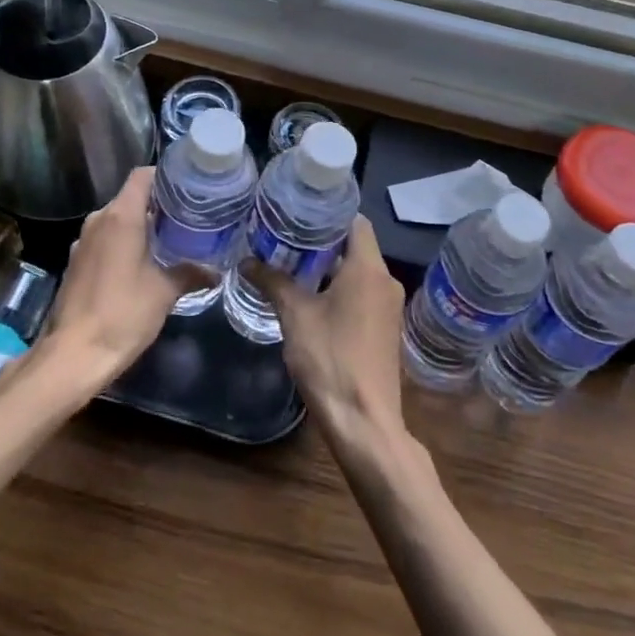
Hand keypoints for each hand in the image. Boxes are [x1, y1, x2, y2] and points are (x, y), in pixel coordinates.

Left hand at [38, 167, 207, 383]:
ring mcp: (83, 241)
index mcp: (120, 216)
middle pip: (131, 197)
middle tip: (188, 217)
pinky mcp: (76, 262)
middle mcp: (98, 220)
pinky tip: (142, 264)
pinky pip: (105, 239)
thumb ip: (191, 273)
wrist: (73, 355)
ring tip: (170, 240)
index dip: (166, 176)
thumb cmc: (122, 314)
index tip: (189, 188)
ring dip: (140, 226)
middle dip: (158, 204)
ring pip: (117, 219)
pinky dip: (124, 243)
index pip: (142, 176)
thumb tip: (216, 271)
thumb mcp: (165, 292)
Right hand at [251, 215, 406, 443]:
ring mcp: (389, 306)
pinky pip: (363, 293)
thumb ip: (272, 282)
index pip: (355, 220)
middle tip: (287, 236)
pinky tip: (312, 297)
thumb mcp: (295, 315)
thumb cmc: (330, 359)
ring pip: (359, 271)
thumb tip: (246, 261)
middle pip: (356, 245)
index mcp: (369, 268)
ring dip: (330, 267)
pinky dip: (341, 288)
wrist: (364, 422)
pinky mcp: (385, 328)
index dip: (328, 213)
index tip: (300, 212)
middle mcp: (386, 280)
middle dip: (323, 241)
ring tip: (293, 263)